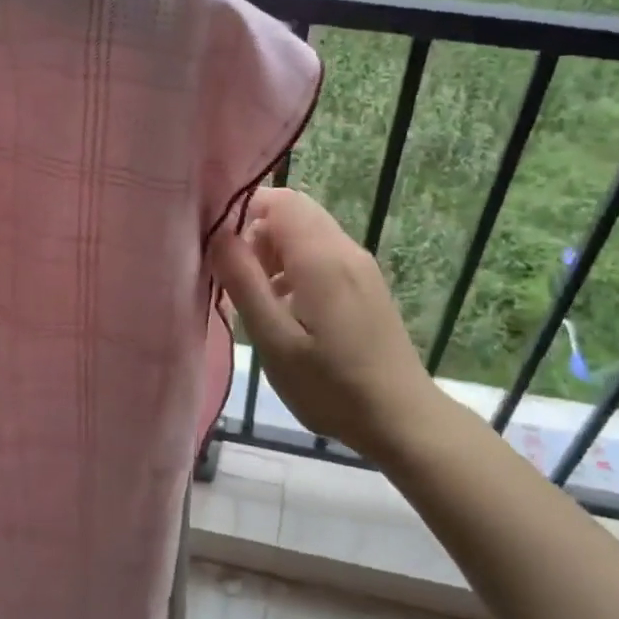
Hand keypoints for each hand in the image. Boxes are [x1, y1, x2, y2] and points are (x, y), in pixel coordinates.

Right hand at [209, 188, 440, 454]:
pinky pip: (324, 254)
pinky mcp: (366, 284)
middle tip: (236, 275)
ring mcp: (361, 266)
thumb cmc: (331, 386)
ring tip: (256, 296)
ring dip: (276, 251)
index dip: (244, 210)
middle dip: (258, 232)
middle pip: (295, 212)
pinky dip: (296, 265)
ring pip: (309, 233)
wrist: (401, 418)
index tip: (217, 244)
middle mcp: (345, 249)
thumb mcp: (275, 341)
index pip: (280, 200)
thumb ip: (244, 283)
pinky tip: (286, 307)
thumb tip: (217, 235)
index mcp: (322, 257)